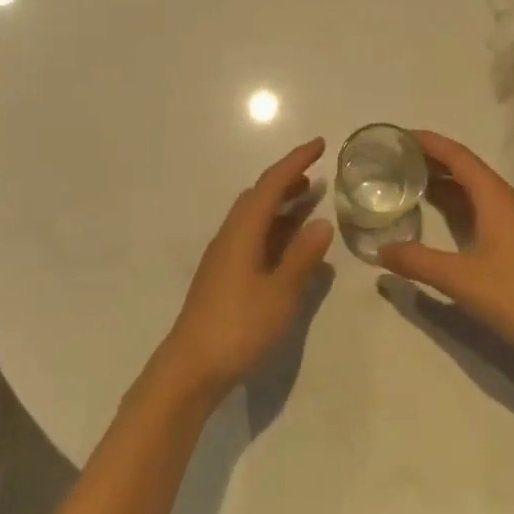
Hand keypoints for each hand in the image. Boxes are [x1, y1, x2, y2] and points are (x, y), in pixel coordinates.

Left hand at [156, 138, 334, 406]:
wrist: (190, 368)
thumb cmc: (238, 327)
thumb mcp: (280, 294)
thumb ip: (302, 257)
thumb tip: (322, 222)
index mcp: (243, 230)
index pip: (272, 183)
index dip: (296, 161)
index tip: (319, 145)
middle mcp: (231, 234)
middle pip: (259, 195)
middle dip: (288, 180)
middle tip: (317, 175)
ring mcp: (224, 255)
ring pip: (254, 216)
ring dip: (280, 204)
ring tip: (309, 203)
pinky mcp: (223, 274)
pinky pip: (252, 235)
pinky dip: (273, 227)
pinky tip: (288, 245)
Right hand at [379, 131, 513, 374]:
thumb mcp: (461, 279)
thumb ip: (418, 261)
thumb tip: (380, 250)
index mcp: (496, 197)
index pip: (457, 156)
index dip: (428, 142)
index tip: (398, 136)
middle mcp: (507, 201)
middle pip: (465, 168)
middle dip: (431, 160)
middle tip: (395, 159)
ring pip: (474, 190)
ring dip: (444, 183)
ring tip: (408, 182)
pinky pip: (481, 208)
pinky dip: (456, 205)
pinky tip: (438, 218)